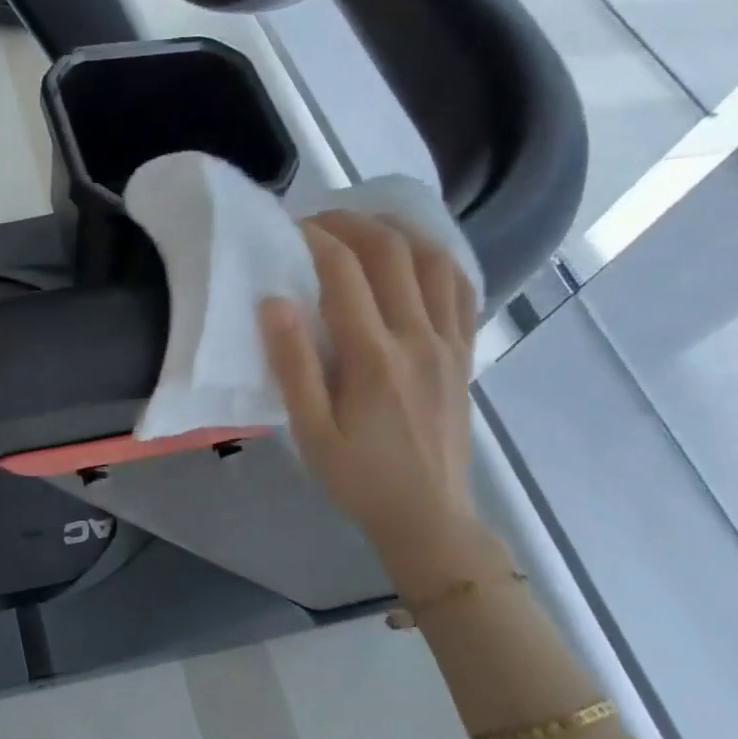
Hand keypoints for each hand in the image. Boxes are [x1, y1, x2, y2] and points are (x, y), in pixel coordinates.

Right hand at [260, 212, 480, 571]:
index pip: (345, 273)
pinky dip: (437, 259)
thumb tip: (273, 302)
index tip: (290, 228)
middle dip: (353, 223)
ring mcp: (450, 344)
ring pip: (435, 261)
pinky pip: (461, 289)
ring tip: (365, 228)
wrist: (429, 517)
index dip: (317, 239)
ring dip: (398, 231)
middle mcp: (420, 339)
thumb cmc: (359, 478)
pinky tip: (414, 257)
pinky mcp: (464, 354)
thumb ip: (293, 365)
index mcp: (375, 358)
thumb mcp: (311, 432)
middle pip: (393, 253)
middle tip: (319, 221)